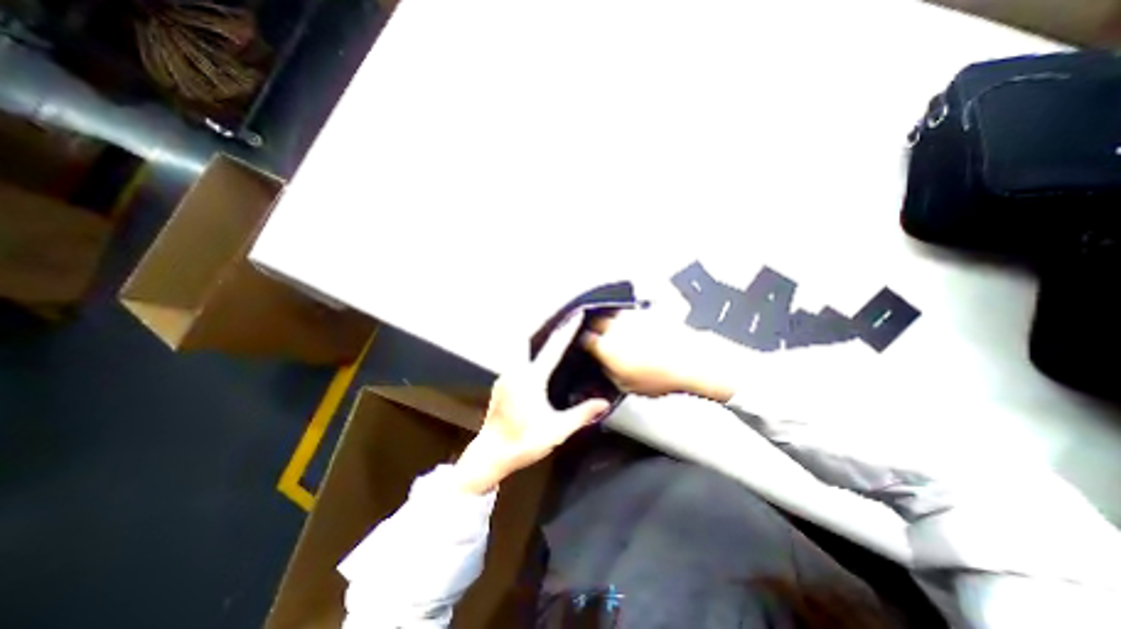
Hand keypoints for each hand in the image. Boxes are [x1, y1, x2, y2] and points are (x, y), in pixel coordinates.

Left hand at [450, 312, 608, 492]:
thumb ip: (581, 414)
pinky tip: (538, 357)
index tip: (576, 314)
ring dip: (536, 337)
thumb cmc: (523, 443)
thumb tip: (604, 402)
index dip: (567, 330)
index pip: (553, 348)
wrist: (490, 454)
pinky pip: (517, 358)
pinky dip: (529, 350)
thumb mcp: (556, 431)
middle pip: (530, 339)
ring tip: (553, 333)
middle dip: (545, 325)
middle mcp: (516, 371)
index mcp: (531, 379)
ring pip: (521, 347)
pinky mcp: (502, 382)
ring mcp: (506, 375)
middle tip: (562, 318)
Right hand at [577, 309, 737, 403]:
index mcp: (606, 346)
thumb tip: (606, 367)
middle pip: (595, 321)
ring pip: (612, 314)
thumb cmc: (660, 377)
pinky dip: (628, 319)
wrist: (690, 360)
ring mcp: (631, 316)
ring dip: (610, 321)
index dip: (584, 343)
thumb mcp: (628, 386)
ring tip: (616, 331)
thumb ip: (611, 374)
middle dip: (594, 328)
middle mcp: (615, 327)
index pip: (585, 339)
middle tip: (598, 336)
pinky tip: (634, 327)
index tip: (586, 346)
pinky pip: (630, 312)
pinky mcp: (646, 311)